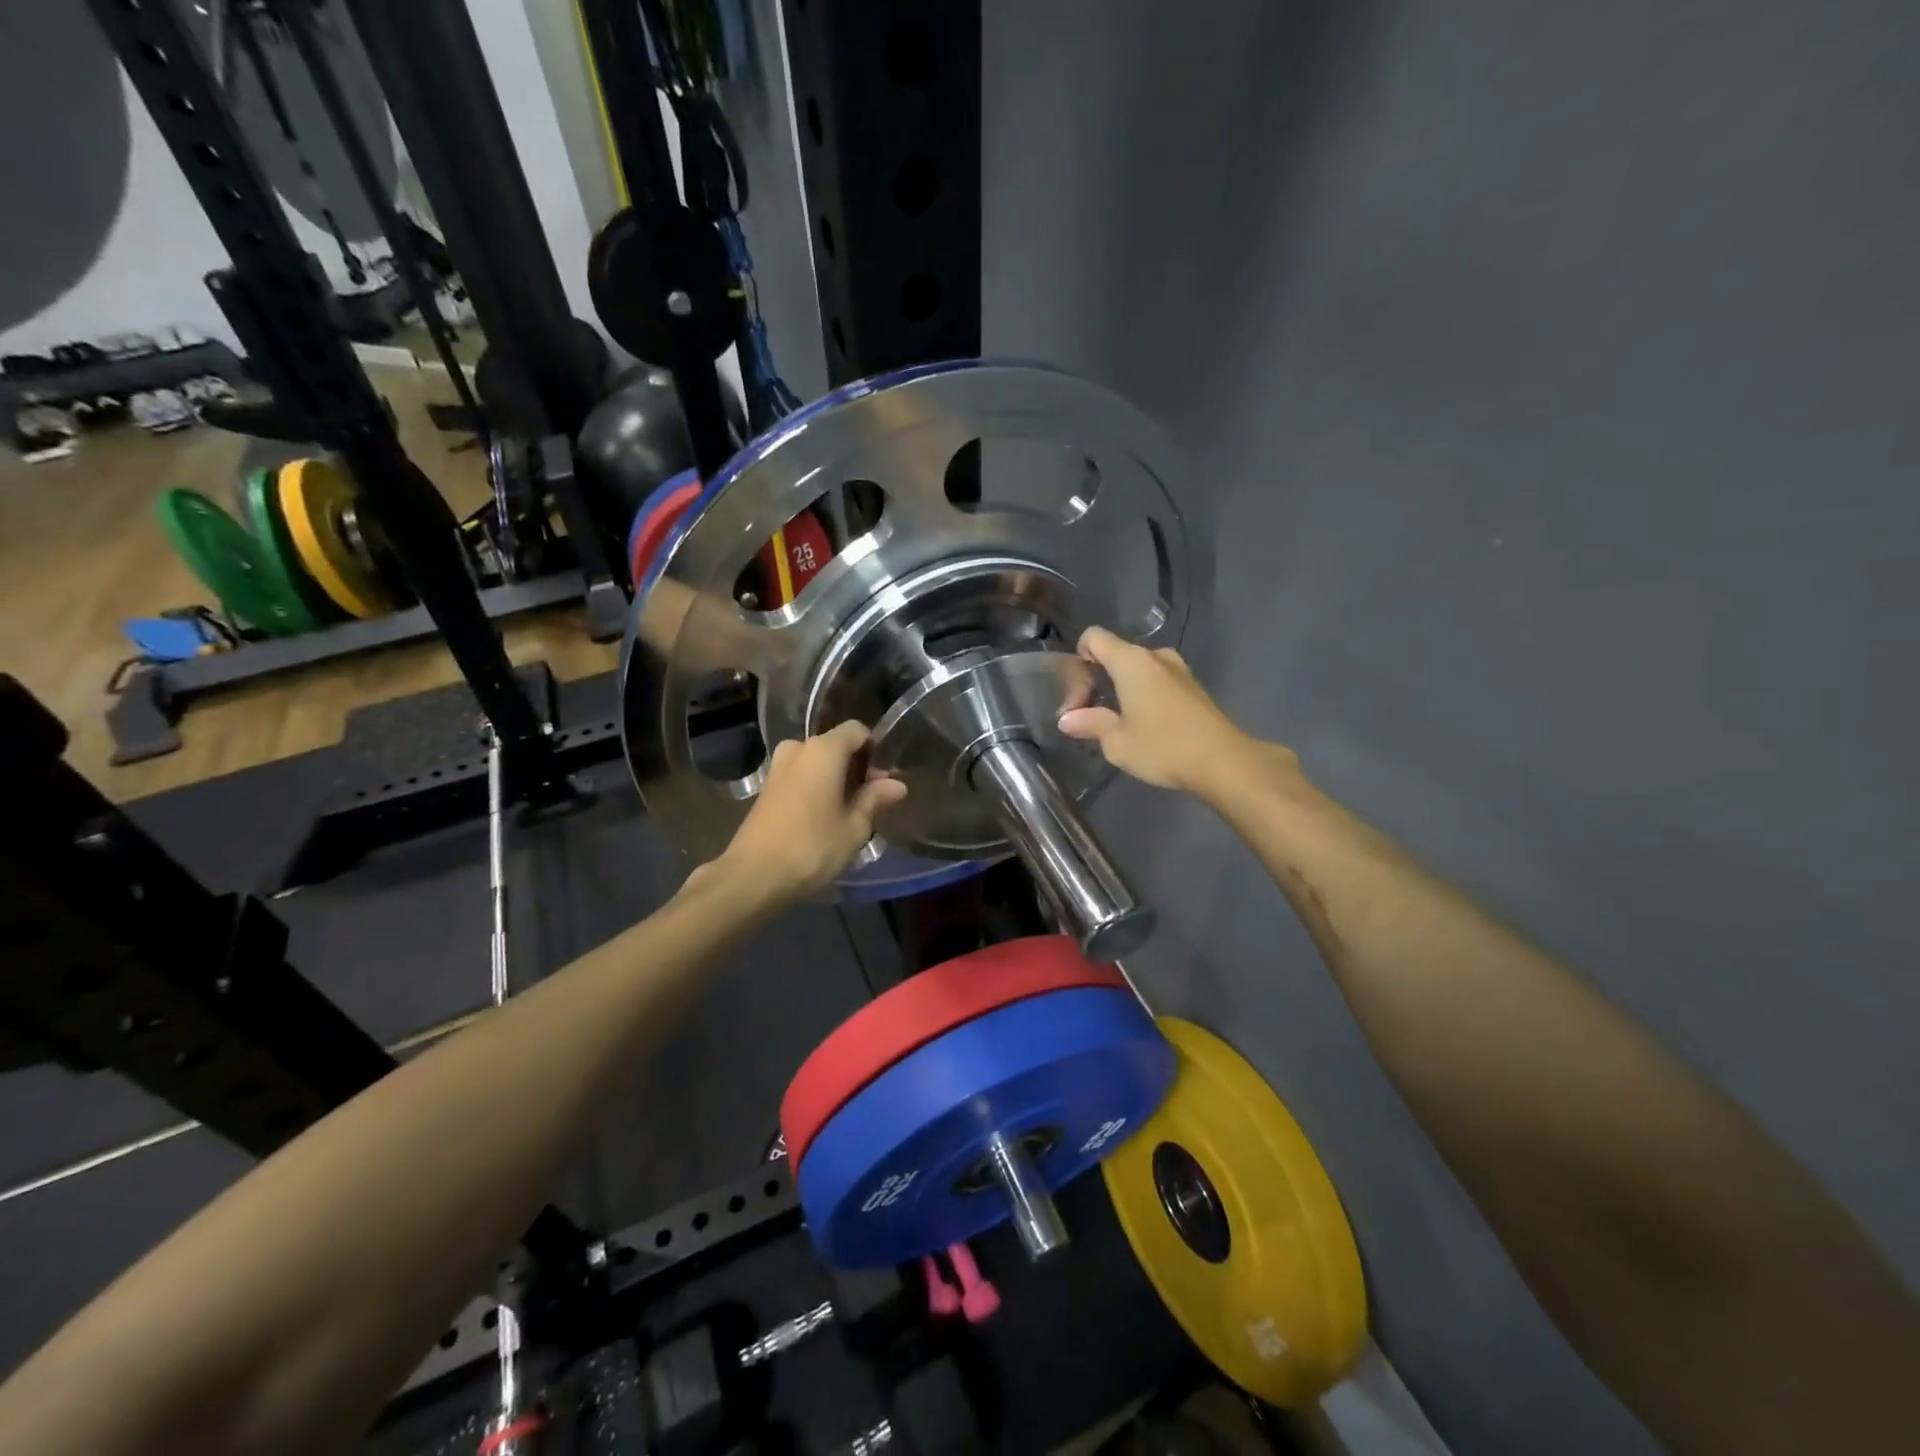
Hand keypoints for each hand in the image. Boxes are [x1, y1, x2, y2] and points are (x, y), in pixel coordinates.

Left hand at [712, 721, 907, 903]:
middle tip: (873, 800)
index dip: (875, 750)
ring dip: (836, 780)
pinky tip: (825, 818)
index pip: (857, 730)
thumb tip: (897, 784)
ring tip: (850, 812)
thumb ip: (875, 799)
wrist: (753, 876)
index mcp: (823, 750)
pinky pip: (801, 776)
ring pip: (817, 762)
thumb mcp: (854, 827)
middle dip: (857, 767)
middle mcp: (798, 749)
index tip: (884, 779)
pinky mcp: (766, 788)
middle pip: (836, 746)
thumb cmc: (812, 847)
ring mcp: (778, 768)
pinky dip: (817, 788)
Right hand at [1058, 626, 1282, 797]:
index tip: (1077, 692)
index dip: (1078, 657)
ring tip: (1115, 722)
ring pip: (1138, 669)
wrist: (1224, 762)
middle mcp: (1155, 656)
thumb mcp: (1117, 742)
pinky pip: (1158, 681)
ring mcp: (1179, 670)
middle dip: (1097, 680)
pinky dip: (1143, 695)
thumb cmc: (1163, 747)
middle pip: (1115, 654)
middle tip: (1088, 716)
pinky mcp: (1194, 687)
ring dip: (1121, 689)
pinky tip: (1143, 725)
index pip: (1094, 637)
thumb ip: (1089, 724)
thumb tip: (1067, 720)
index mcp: (1131, 661)